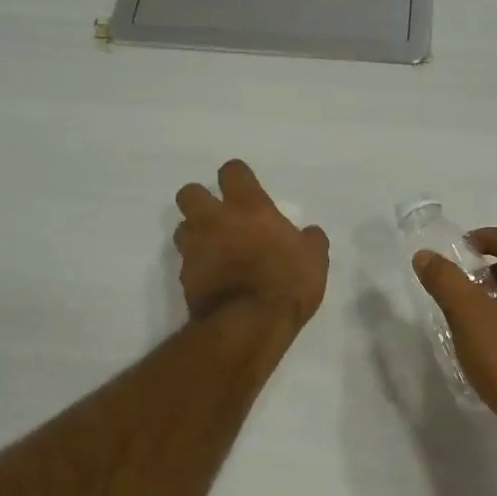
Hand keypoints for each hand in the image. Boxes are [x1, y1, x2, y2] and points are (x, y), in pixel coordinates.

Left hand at [175, 160, 328, 331]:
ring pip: (182, 228)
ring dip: (195, 234)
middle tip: (219, 216)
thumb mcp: (314, 259)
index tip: (247, 189)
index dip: (238, 177)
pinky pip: (186, 263)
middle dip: (200, 200)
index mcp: (248, 206)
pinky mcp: (184, 277)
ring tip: (214, 249)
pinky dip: (198, 267)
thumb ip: (310, 240)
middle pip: (190, 193)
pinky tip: (214, 279)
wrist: (249, 324)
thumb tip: (309, 234)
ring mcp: (195, 248)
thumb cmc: (287, 282)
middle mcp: (214, 220)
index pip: (232, 171)